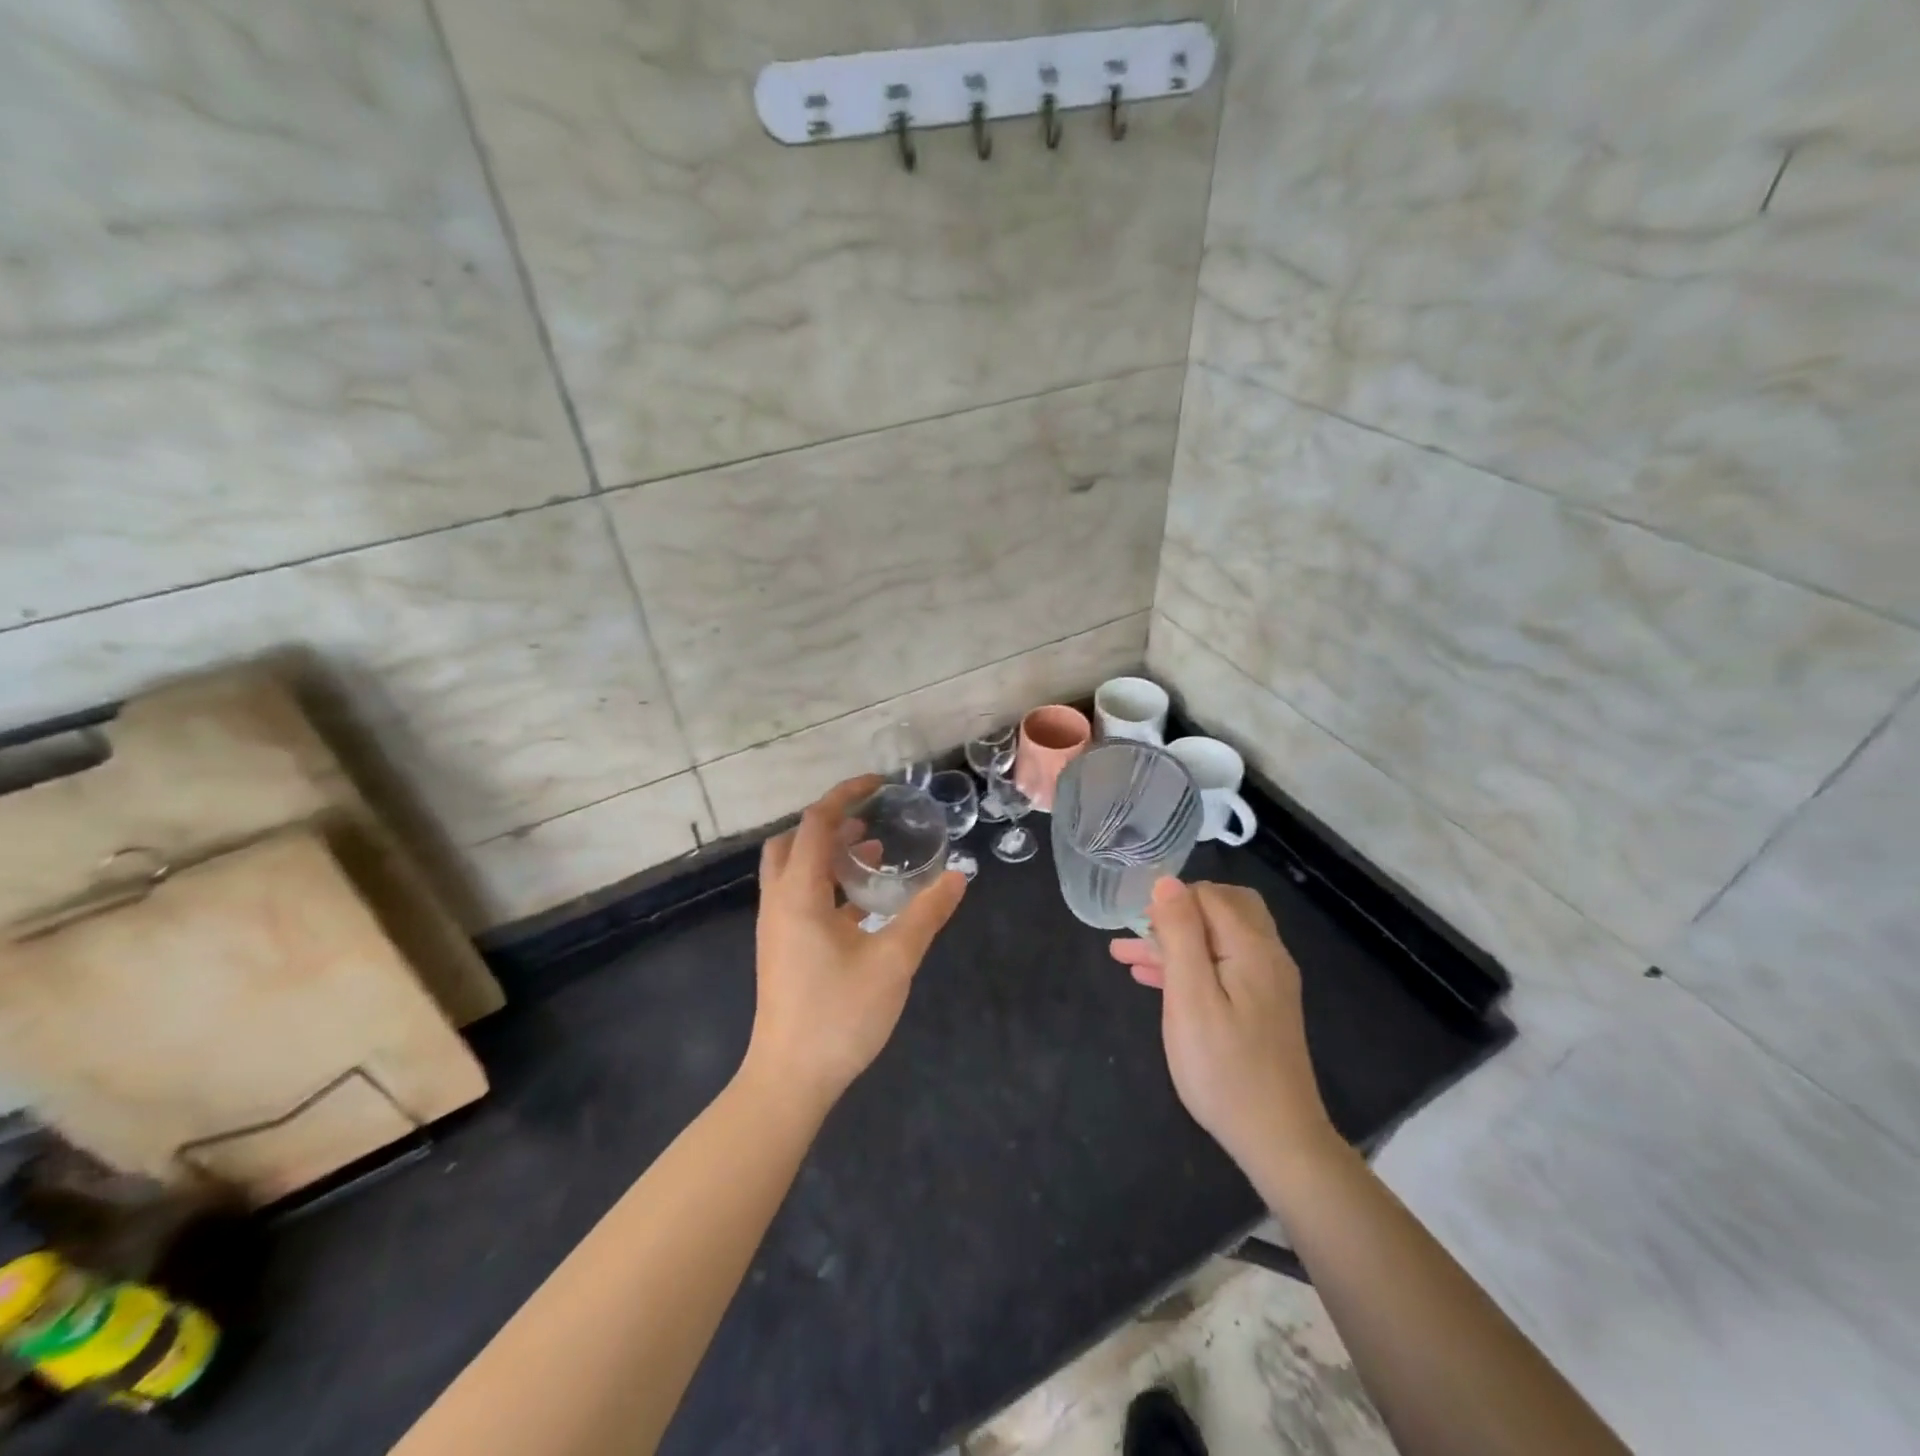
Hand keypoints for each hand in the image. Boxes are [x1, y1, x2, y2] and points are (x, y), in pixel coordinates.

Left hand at [747, 775, 966, 1108]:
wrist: (789, 1080)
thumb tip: (958, 875)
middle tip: (871, 819)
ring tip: (874, 852)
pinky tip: (864, 904)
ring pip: (795, 870)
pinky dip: (828, 883)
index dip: (845, 796)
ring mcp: (777, 928)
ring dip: (829, 853)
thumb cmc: (839, 1015)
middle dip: (830, 822)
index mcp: (799, 894)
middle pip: (793, 842)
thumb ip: (926, 914)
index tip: (879, 784)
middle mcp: (779, 902)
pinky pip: (801, 897)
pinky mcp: (783, 949)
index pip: (816, 824)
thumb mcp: (894, 961)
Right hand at [1110, 878, 1331, 1169]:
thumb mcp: (1190, 997)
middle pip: (1222, 909)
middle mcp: (1267, 956)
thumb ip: (1180, 934)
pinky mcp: (1262, 1007)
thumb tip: (1167, 881)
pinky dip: (1189, 966)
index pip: (1210, 895)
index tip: (1138, 923)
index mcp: (1252, 947)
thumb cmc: (1224, 1068)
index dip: (1172, 900)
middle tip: (1140, 931)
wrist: (1277, 1140)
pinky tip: (1153, 980)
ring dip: (1175, 941)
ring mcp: (1267, 983)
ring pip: (1217, 940)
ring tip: (1124, 954)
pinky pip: (1222, 967)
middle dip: (1176, 914)